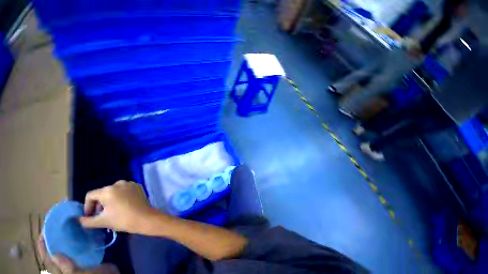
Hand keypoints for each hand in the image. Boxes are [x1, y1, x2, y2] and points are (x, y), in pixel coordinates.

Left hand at [37, 234, 118, 273]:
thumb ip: (68, 267)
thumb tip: (54, 254)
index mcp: (61, 271)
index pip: (48, 258)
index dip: (43, 246)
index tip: (43, 232)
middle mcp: (65, 265)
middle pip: (55, 252)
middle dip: (53, 240)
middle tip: (55, 225)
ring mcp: (76, 261)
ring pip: (66, 249)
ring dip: (65, 239)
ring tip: (67, 226)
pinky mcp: (86, 257)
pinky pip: (78, 247)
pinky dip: (77, 240)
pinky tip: (80, 232)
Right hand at [79, 181, 154, 232]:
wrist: (144, 218)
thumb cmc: (122, 219)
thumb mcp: (102, 221)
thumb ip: (86, 221)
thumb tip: (78, 220)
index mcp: (108, 190)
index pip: (90, 195)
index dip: (87, 206)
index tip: (90, 216)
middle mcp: (118, 183)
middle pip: (102, 192)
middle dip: (99, 204)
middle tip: (101, 215)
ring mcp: (130, 184)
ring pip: (113, 191)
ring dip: (109, 200)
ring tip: (112, 211)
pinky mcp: (137, 186)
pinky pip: (124, 189)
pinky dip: (120, 196)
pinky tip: (123, 205)